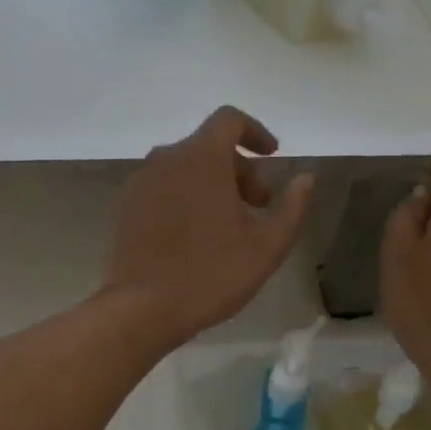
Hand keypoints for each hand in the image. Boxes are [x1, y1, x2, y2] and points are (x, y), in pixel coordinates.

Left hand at [103, 107, 314, 349]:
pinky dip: (184, 199)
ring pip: (184, 170)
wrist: (142, 309)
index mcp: (201, 158)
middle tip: (258, 206)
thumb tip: (305, 179)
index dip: (255, 132)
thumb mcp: (266, 246)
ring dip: (211, 186)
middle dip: (239, 170)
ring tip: (227, 226)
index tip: (272, 157)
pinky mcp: (125, 208)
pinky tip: (194, 237)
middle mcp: (166, 159)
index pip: (229, 120)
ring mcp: (140, 183)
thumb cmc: (212, 274)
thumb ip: (291, 207)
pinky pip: (162, 190)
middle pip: (208, 147)